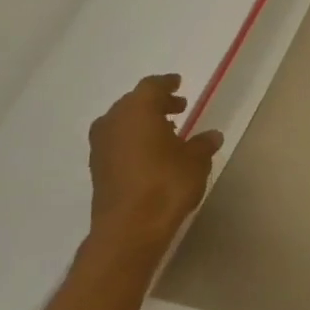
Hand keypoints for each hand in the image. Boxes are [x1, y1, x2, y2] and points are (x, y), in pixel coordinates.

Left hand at [88, 74, 223, 249]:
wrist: (130, 227)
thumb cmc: (166, 184)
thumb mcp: (196, 160)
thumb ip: (203, 143)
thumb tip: (211, 135)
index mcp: (137, 111)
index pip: (151, 87)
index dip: (167, 83)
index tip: (178, 82)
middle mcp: (113, 122)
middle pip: (134, 103)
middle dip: (156, 103)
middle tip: (178, 107)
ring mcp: (101, 146)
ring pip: (123, 122)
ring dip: (144, 122)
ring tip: (168, 130)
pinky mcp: (98, 167)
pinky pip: (118, 141)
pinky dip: (134, 139)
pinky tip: (152, 152)